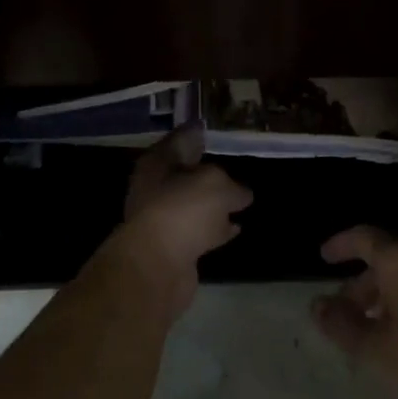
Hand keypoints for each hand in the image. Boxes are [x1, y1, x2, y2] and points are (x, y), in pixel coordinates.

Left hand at [106, 126, 251, 318]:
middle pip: (186, 172)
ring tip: (242, 198)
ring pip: (194, 203)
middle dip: (209, 170)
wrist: (157, 266)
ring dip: (214, 203)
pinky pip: (199, 229)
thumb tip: (241, 194)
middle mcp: (155, 186)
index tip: (219, 131)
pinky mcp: (172, 246)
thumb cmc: (183, 210)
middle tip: (236, 165)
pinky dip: (215, 228)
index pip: (182, 139)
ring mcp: (162, 218)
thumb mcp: (216, 184)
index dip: (200, 133)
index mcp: (158, 162)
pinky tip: (235, 228)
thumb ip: (232, 185)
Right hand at [312, 226, 397, 398]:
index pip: (366, 239)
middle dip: (365, 286)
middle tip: (347, 318)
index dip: (341, 246)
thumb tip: (319, 304)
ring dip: (392, 299)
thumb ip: (342, 325)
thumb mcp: (375, 354)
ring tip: (378, 335)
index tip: (324, 258)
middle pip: (392, 261)